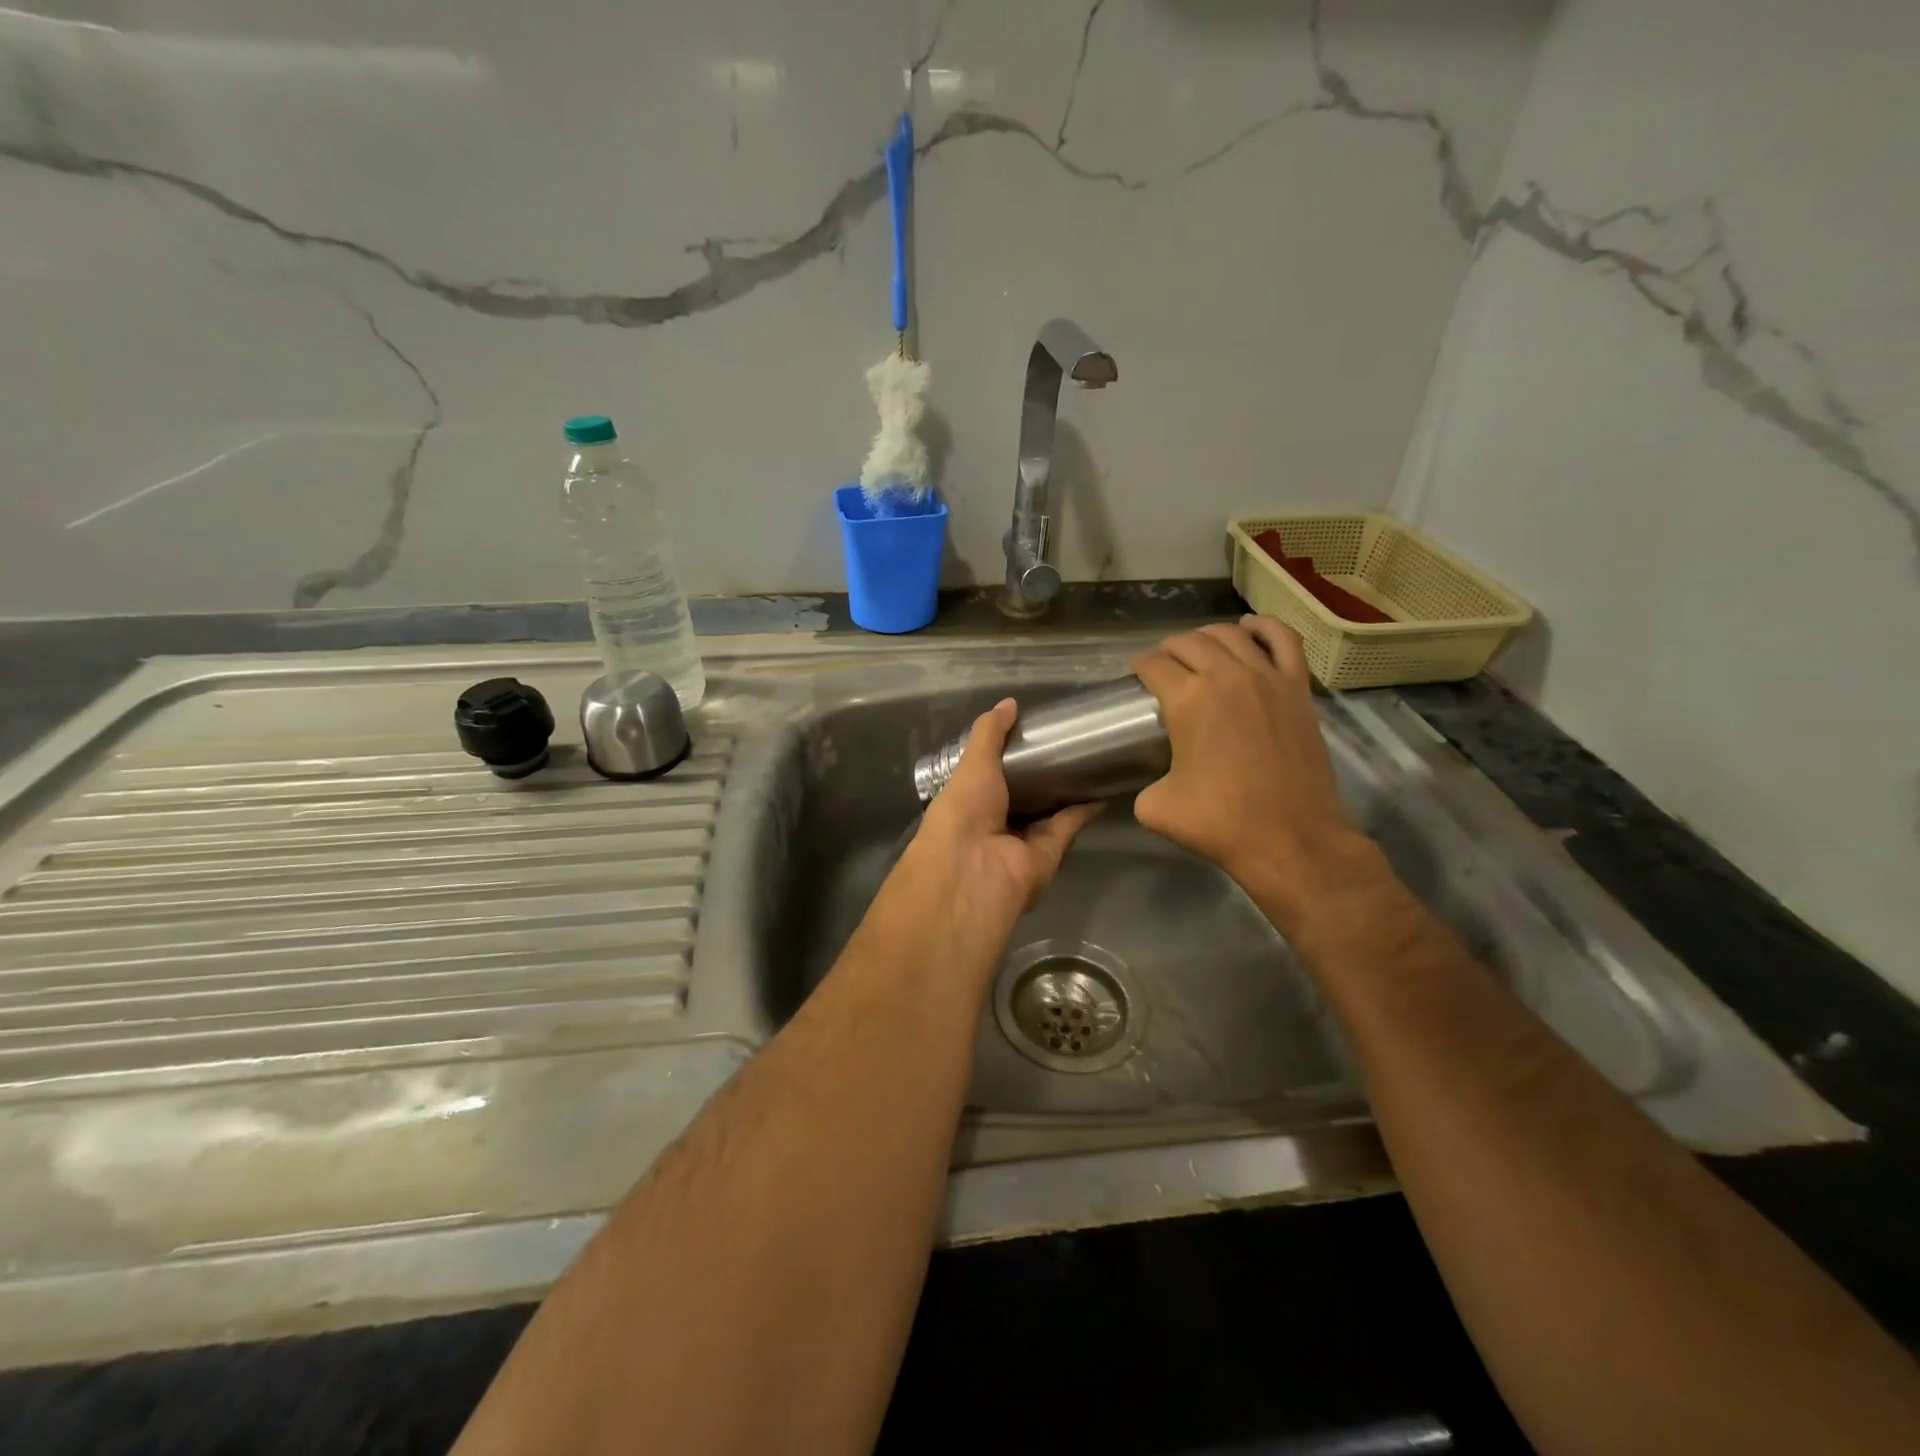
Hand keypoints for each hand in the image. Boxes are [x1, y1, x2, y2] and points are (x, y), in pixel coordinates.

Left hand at [900, 698, 1100, 929]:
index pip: (989, 779)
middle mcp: (993, 824)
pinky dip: (1083, 811)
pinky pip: (1067, 828)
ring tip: (1089, 763)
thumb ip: (991, 733)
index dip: (1006, 759)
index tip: (1029, 735)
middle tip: (1067, 746)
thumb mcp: (973, 763)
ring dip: (1066, 794)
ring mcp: (1021, 843)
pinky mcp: (1048, 856)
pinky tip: (1101, 789)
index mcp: (968, 803)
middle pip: (1022, 798)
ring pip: (1047, 815)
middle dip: (1041, 777)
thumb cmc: (963, 811)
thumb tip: (1009, 703)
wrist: (975, 870)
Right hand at [1132, 617, 1368, 900]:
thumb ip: (1143, 782)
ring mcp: (1267, 678)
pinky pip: (1283, 640)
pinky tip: (1250, 629)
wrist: (1291, 840)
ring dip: (1207, 636)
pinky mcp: (1298, 689)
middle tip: (1162, 666)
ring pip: (1230, 634)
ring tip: (1198, 649)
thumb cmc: (1220, 823)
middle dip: (1167, 649)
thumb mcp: (1155, 806)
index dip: (1139, 666)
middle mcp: (1226, 677)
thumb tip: (1149, 780)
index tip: (1136, 675)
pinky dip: (1264, 627)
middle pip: (1188, 642)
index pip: (1154, 665)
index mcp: (1187, 700)